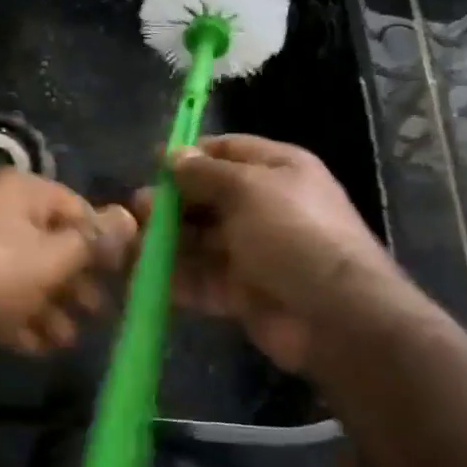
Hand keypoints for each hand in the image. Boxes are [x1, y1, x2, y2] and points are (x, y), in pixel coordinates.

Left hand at [0, 171, 136, 353]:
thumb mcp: (48, 260)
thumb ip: (91, 243)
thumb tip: (130, 215)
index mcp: (20, 191)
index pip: (77, 208)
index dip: (103, 243)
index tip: (124, 280)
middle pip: (48, 241)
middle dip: (75, 281)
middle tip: (98, 315)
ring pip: (21, 271)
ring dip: (48, 305)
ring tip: (67, 341)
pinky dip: (15, 314)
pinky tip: (34, 346)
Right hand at [134, 135, 397, 375]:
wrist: (335, 315)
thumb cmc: (292, 233)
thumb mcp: (247, 188)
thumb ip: (204, 172)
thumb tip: (173, 155)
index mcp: (276, 171)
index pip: (226, 150)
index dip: (189, 155)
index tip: (152, 164)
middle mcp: (264, 207)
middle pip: (207, 197)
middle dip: (171, 202)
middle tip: (137, 210)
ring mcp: (253, 252)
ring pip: (199, 240)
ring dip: (166, 241)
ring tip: (131, 244)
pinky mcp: (241, 291)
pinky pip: (201, 278)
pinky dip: (174, 278)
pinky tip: (143, 275)